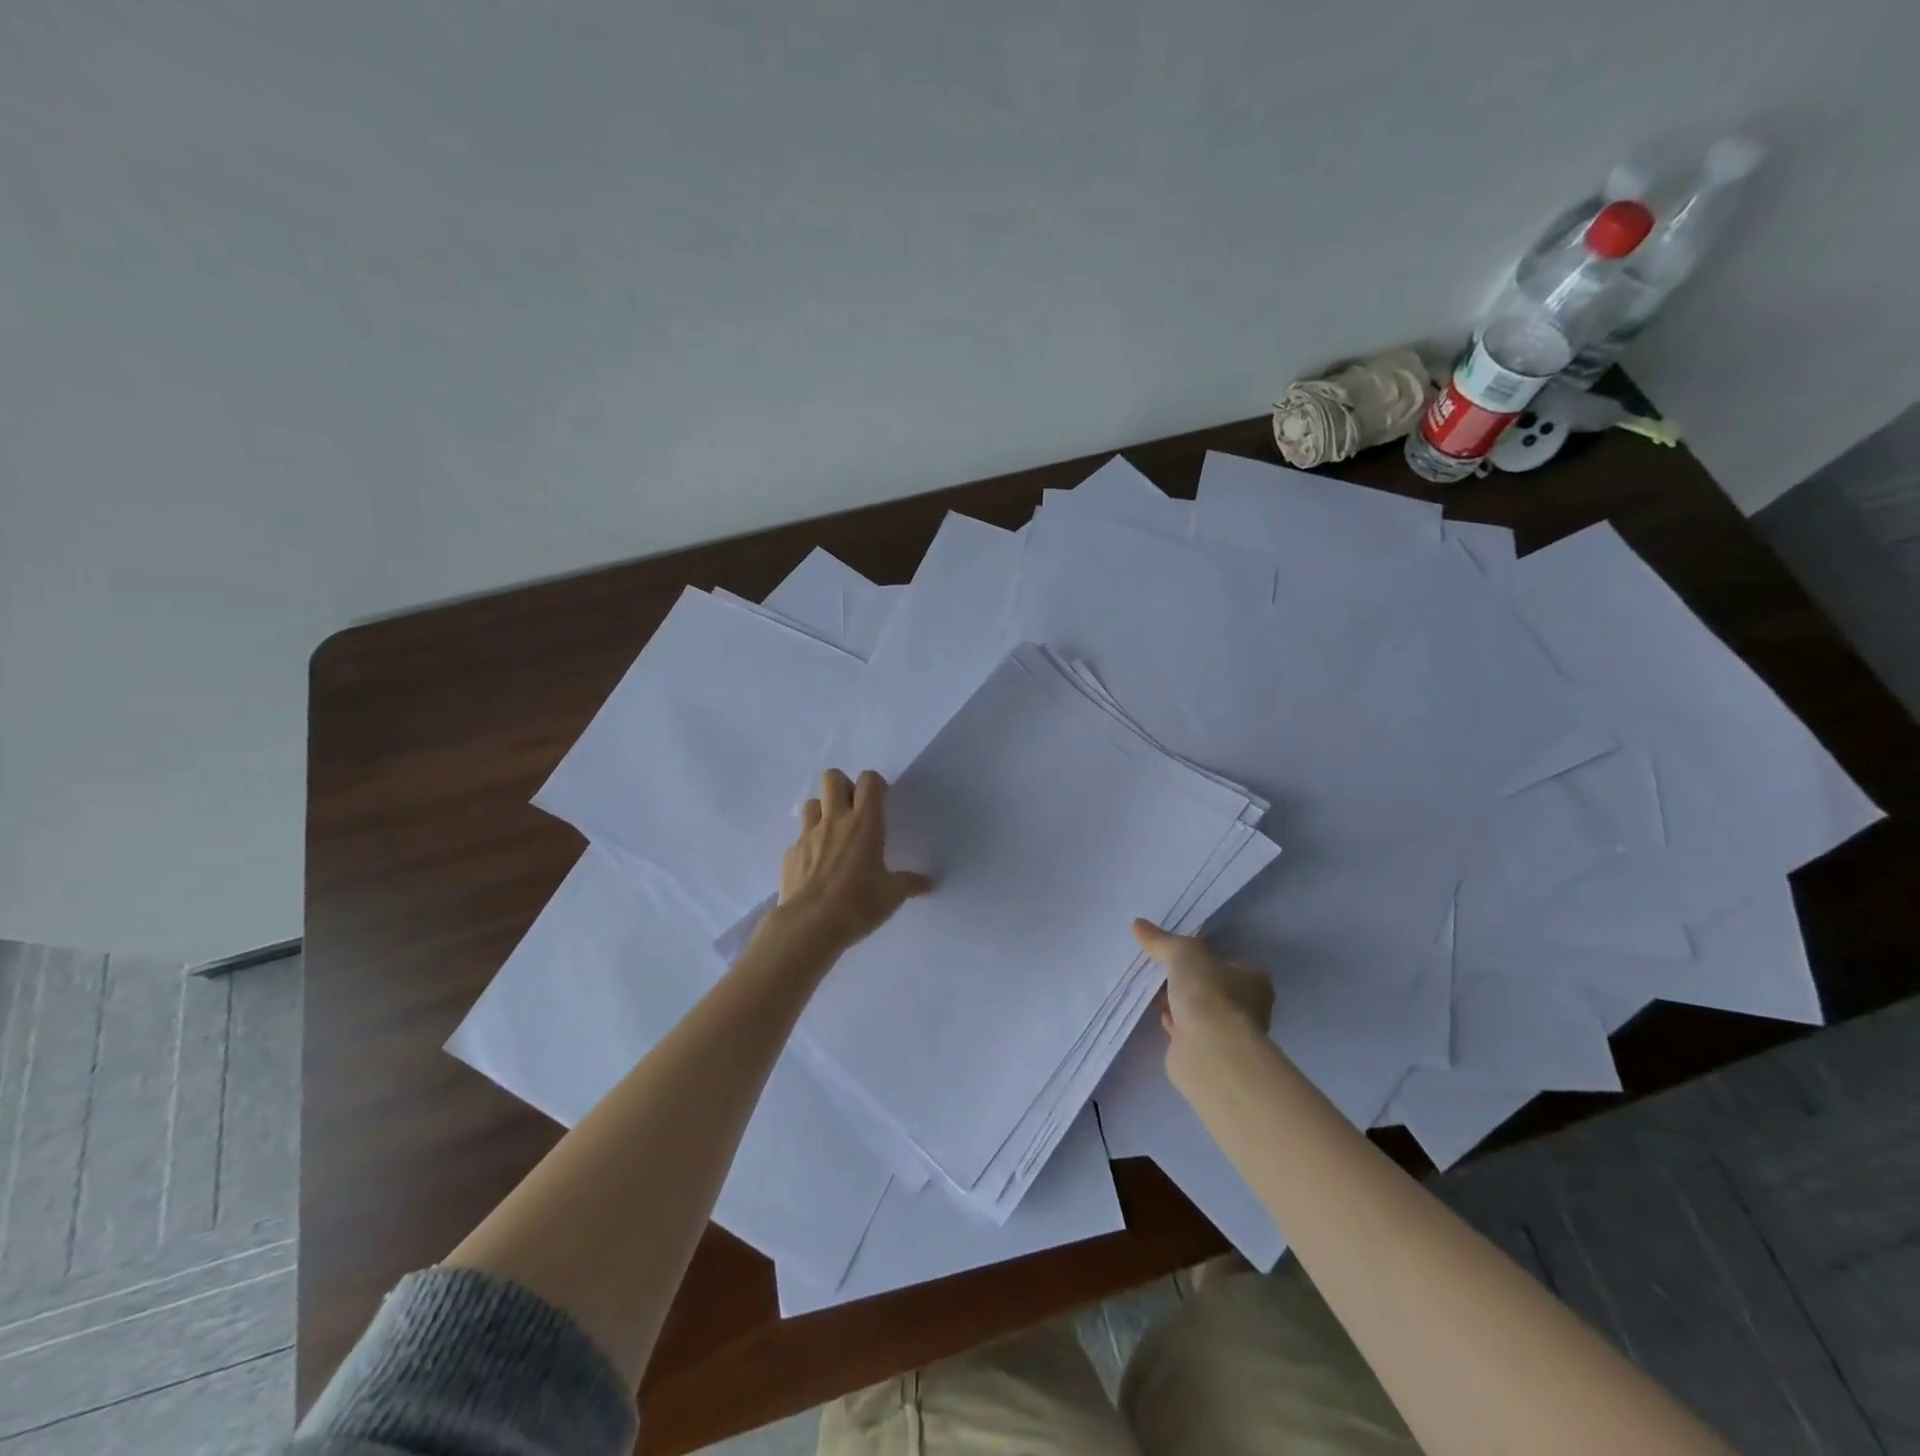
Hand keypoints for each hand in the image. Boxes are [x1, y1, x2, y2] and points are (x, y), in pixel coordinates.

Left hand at [775, 769, 932, 953]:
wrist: (809, 926)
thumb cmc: (858, 904)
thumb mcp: (892, 895)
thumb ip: (910, 883)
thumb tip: (928, 883)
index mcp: (864, 823)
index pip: (869, 781)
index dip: (876, 784)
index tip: (882, 802)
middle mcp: (835, 821)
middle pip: (832, 778)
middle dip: (844, 786)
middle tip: (854, 810)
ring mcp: (808, 835)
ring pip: (812, 803)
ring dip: (823, 811)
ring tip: (834, 834)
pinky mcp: (790, 854)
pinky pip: (800, 838)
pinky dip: (809, 845)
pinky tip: (817, 866)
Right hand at [1132, 919, 1273, 1041]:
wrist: (1209, 1051)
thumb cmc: (1208, 993)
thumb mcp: (1183, 953)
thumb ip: (1161, 940)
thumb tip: (1137, 924)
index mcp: (1254, 981)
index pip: (1228, 963)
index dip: (1203, 957)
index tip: (1177, 953)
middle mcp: (1247, 1008)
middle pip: (1211, 986)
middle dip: (1185, 980)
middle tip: (1159, 968)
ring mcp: (1226, 1033)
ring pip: (1197, 1009)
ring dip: (1176, 1001)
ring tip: (1150, 987)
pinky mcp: (1206, 1053)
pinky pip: (1185, 1029)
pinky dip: (1171, 1021)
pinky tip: (1154, 1012)